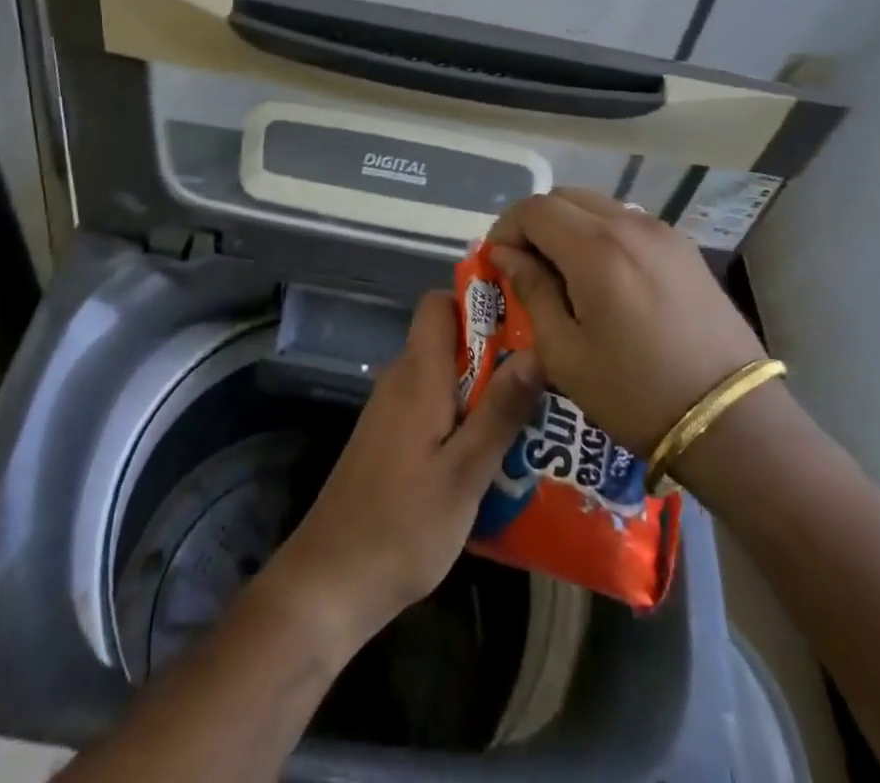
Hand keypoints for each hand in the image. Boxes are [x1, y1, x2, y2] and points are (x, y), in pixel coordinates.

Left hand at [263, 291, 544, 649]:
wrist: (335, 577)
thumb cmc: (406, 524)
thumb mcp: (466, 472)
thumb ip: (500, 410)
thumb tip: (537, 350)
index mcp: (418, 375)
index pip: (438, 304)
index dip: (476, 302)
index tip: (522, 320)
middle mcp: (401, 380)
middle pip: (447, 340)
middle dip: (494, 352)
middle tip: (545, 379)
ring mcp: (391, 410)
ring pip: (444, 377)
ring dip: (483, 389)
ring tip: (534, 418)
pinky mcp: (390, 439)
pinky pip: (433, 407)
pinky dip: (462, 416)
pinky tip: (494, 454)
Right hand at [485, 188, 765, 457]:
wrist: (732, 422)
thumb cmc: (636, 393)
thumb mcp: (565, 353)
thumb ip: (532, 291)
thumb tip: (506, 255)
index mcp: (595, 249)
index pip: (534, 209)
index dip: (506, 228)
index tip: (497, 261)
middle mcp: (629, 226)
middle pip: (564, 197)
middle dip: (535, 223)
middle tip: (525, 264)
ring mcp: (663, 233)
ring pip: (598, 205)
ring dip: (569, 226)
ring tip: (563, 272)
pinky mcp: (685, 249)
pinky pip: (628, 222)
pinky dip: (602, 233)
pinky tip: (604, 277)